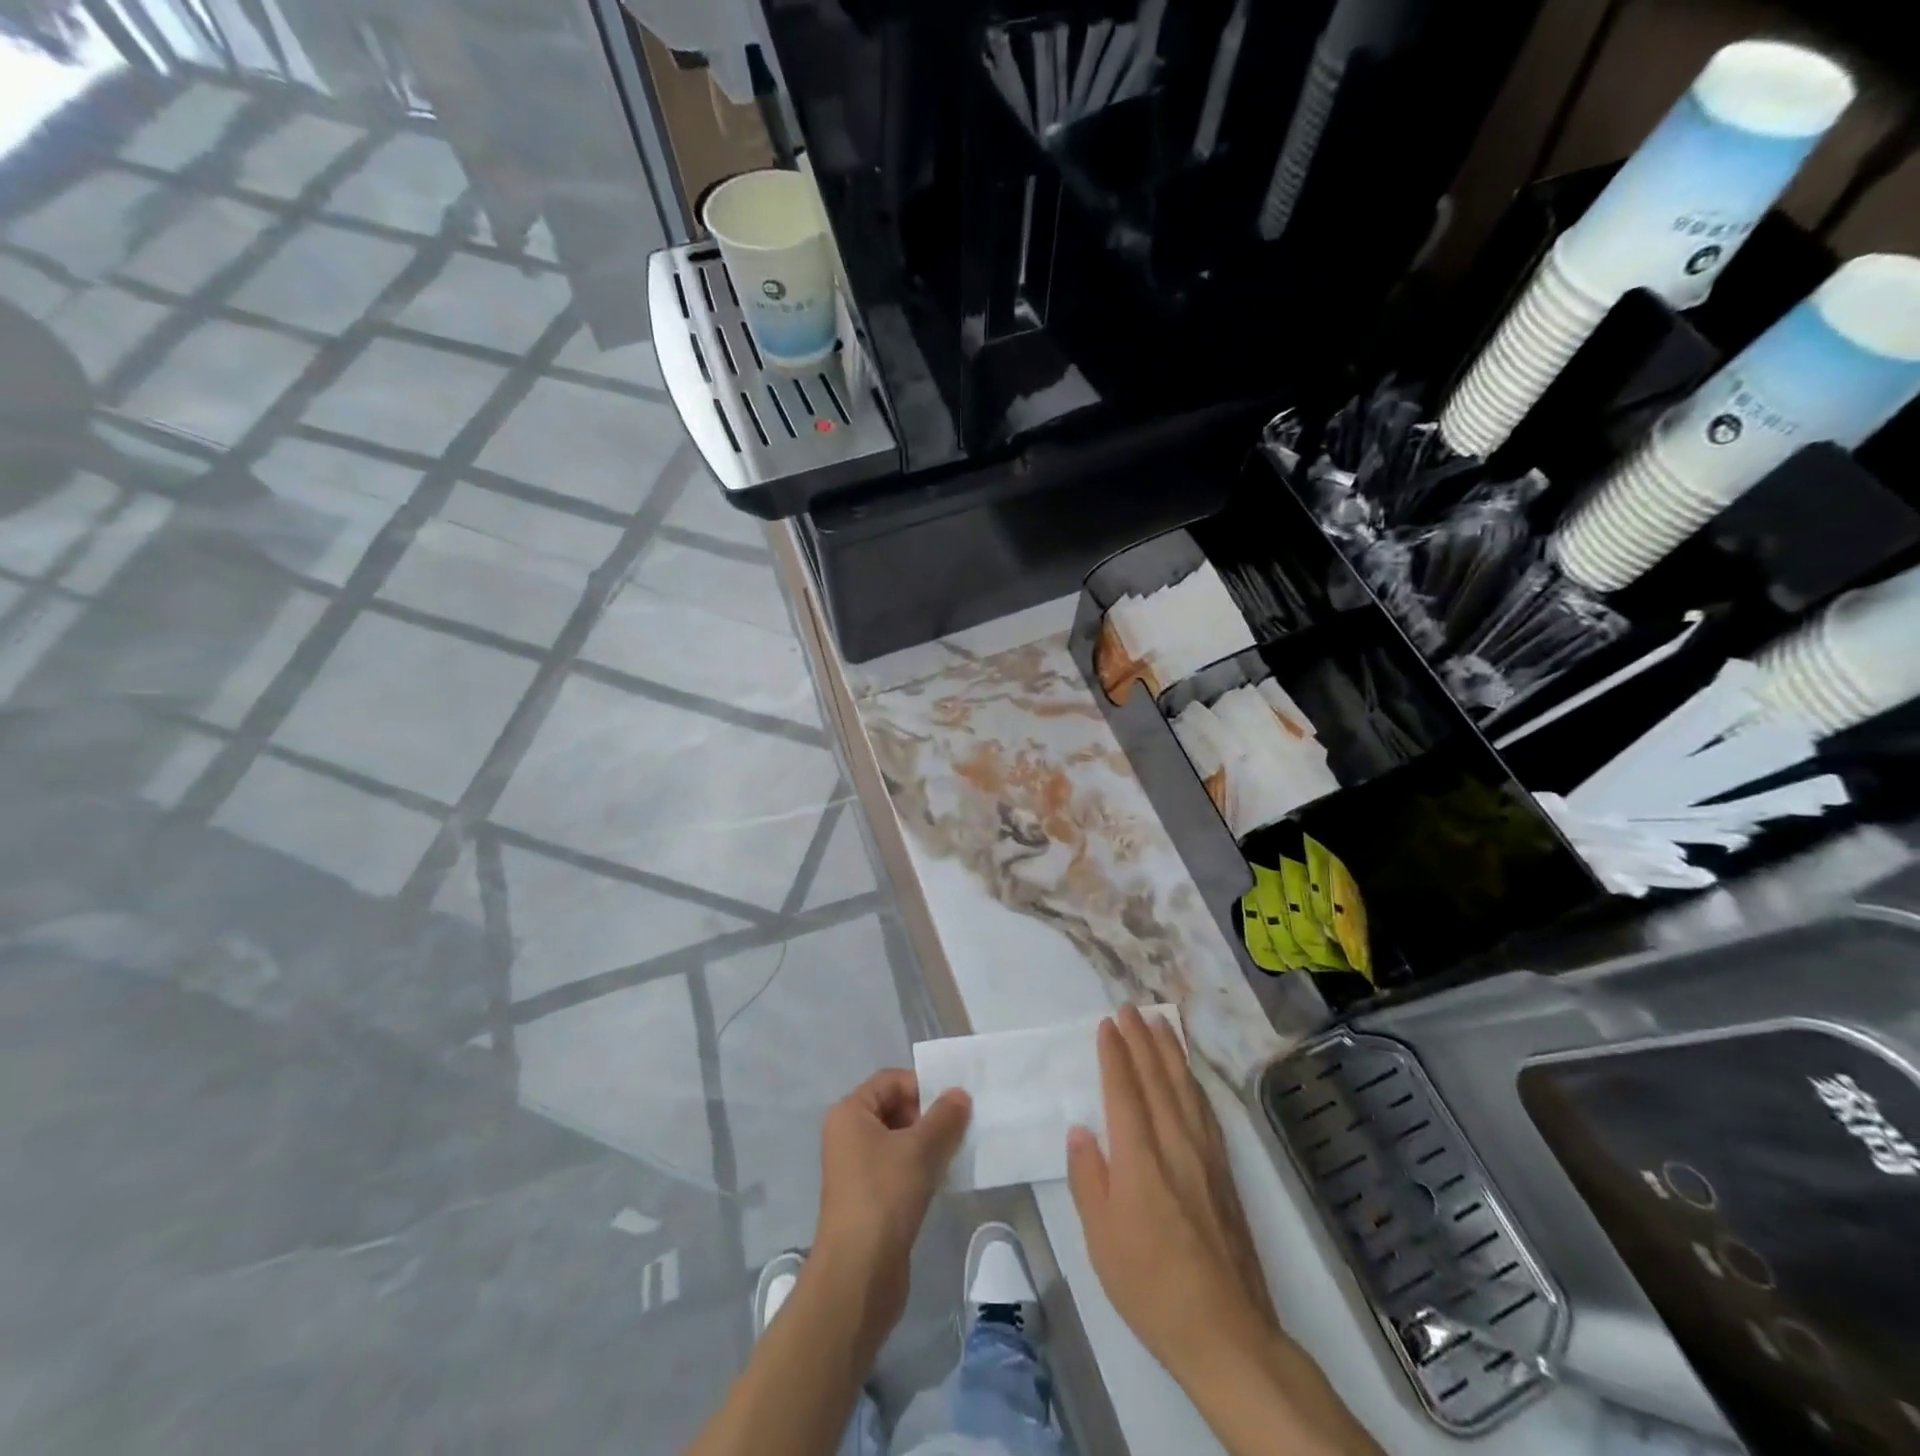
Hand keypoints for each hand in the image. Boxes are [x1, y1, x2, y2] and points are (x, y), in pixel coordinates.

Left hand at [812, 1069, 970, 1353]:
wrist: (858, 1275)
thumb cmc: (884, 1196)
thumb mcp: (920, 1149)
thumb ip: (944, 1117)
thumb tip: (960, 1094)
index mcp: (850, 1113)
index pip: (890, 1080)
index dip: (922, 1086)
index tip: (953, 1106)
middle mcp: (848, 1135)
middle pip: (895, 1108)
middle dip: (928, 1116)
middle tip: (958, 1130)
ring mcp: (857, 1169)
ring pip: (899, 1141)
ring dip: (928, 1144)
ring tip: (955, 1155)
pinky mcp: (869, 1199)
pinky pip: (899, 1169)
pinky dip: (921, 1169)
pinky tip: (943, 1181)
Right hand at [1067, 1006, 1279, 1381]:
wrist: (1225, 1331)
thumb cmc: (1150, 1286)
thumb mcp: (1101, 1239)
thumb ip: (1089, 1178)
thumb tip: (1081, 1131)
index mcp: (1139, 1160)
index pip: (1124, 1092)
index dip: (1115, 1054)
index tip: (1107, 1024)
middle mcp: (1175, 1145)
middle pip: (1157, 1080)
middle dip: (1141, 1041)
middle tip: (1130, 1009)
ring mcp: (1205, 1157)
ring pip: (1185, 1089)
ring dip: (1170, 1052)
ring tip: (1160, 1024)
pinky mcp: (1225, 1172)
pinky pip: (1205, 1111)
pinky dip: (1194, 1083)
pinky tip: (1190, 1076)